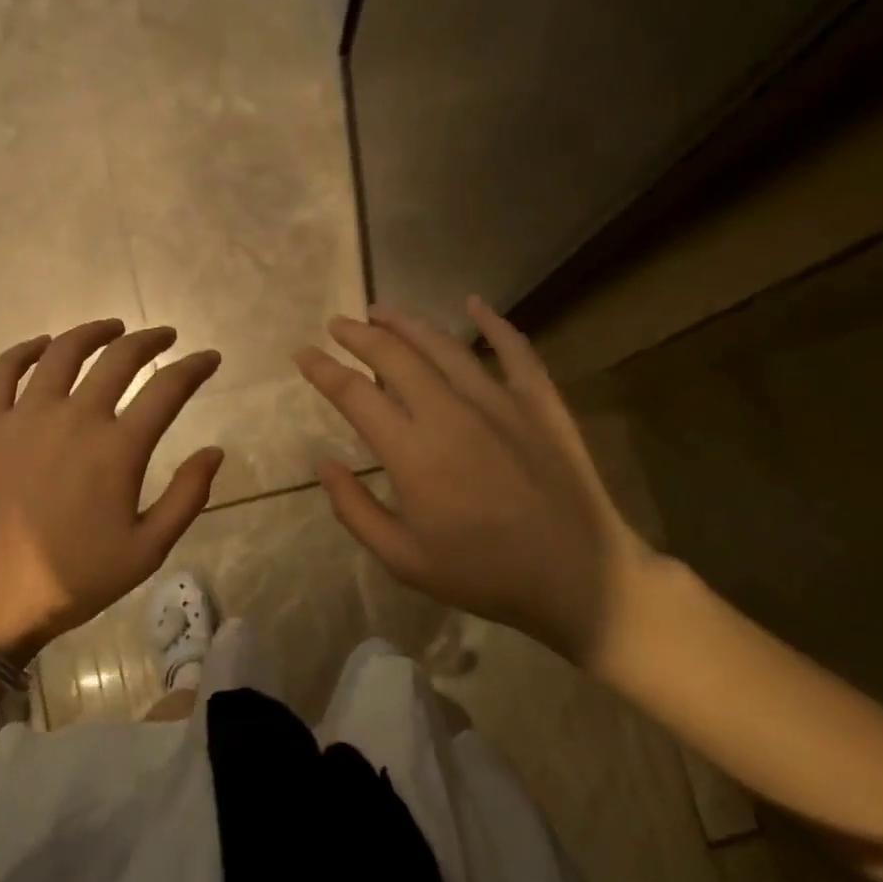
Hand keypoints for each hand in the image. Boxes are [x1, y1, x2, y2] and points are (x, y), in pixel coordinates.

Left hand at [0, 320, 224, 660]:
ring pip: (63, 352)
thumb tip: (215, 451)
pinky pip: (3, 371)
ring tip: (112, 328)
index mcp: (119, 448)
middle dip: (150, 340)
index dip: (195, 367)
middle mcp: (75, 417)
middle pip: (119, 358)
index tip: (209, 357)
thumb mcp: (147, 551)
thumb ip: (187, 497)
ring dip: (93, 332)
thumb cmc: (74, 579)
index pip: (168, 388)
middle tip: (165, 335)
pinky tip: (42, 345)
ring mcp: (24, 416)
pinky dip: (25, 350)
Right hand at [294, 297, 658, 665]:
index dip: (323, 369)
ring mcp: (500, 400)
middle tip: (337, 324)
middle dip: (359, 334)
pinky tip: (475, 302)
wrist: (580, 579)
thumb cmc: (484, 574)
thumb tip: (323, 464)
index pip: (354, 393)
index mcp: (412, 452)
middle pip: (395, 356)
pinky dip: (494, 322)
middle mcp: (450, 412)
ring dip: (408, 323)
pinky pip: (515, 349)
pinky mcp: (540, 401)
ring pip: (445, 345)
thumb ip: (355, 509)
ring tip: (382, 311)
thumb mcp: (403, 560)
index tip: (302, 353)